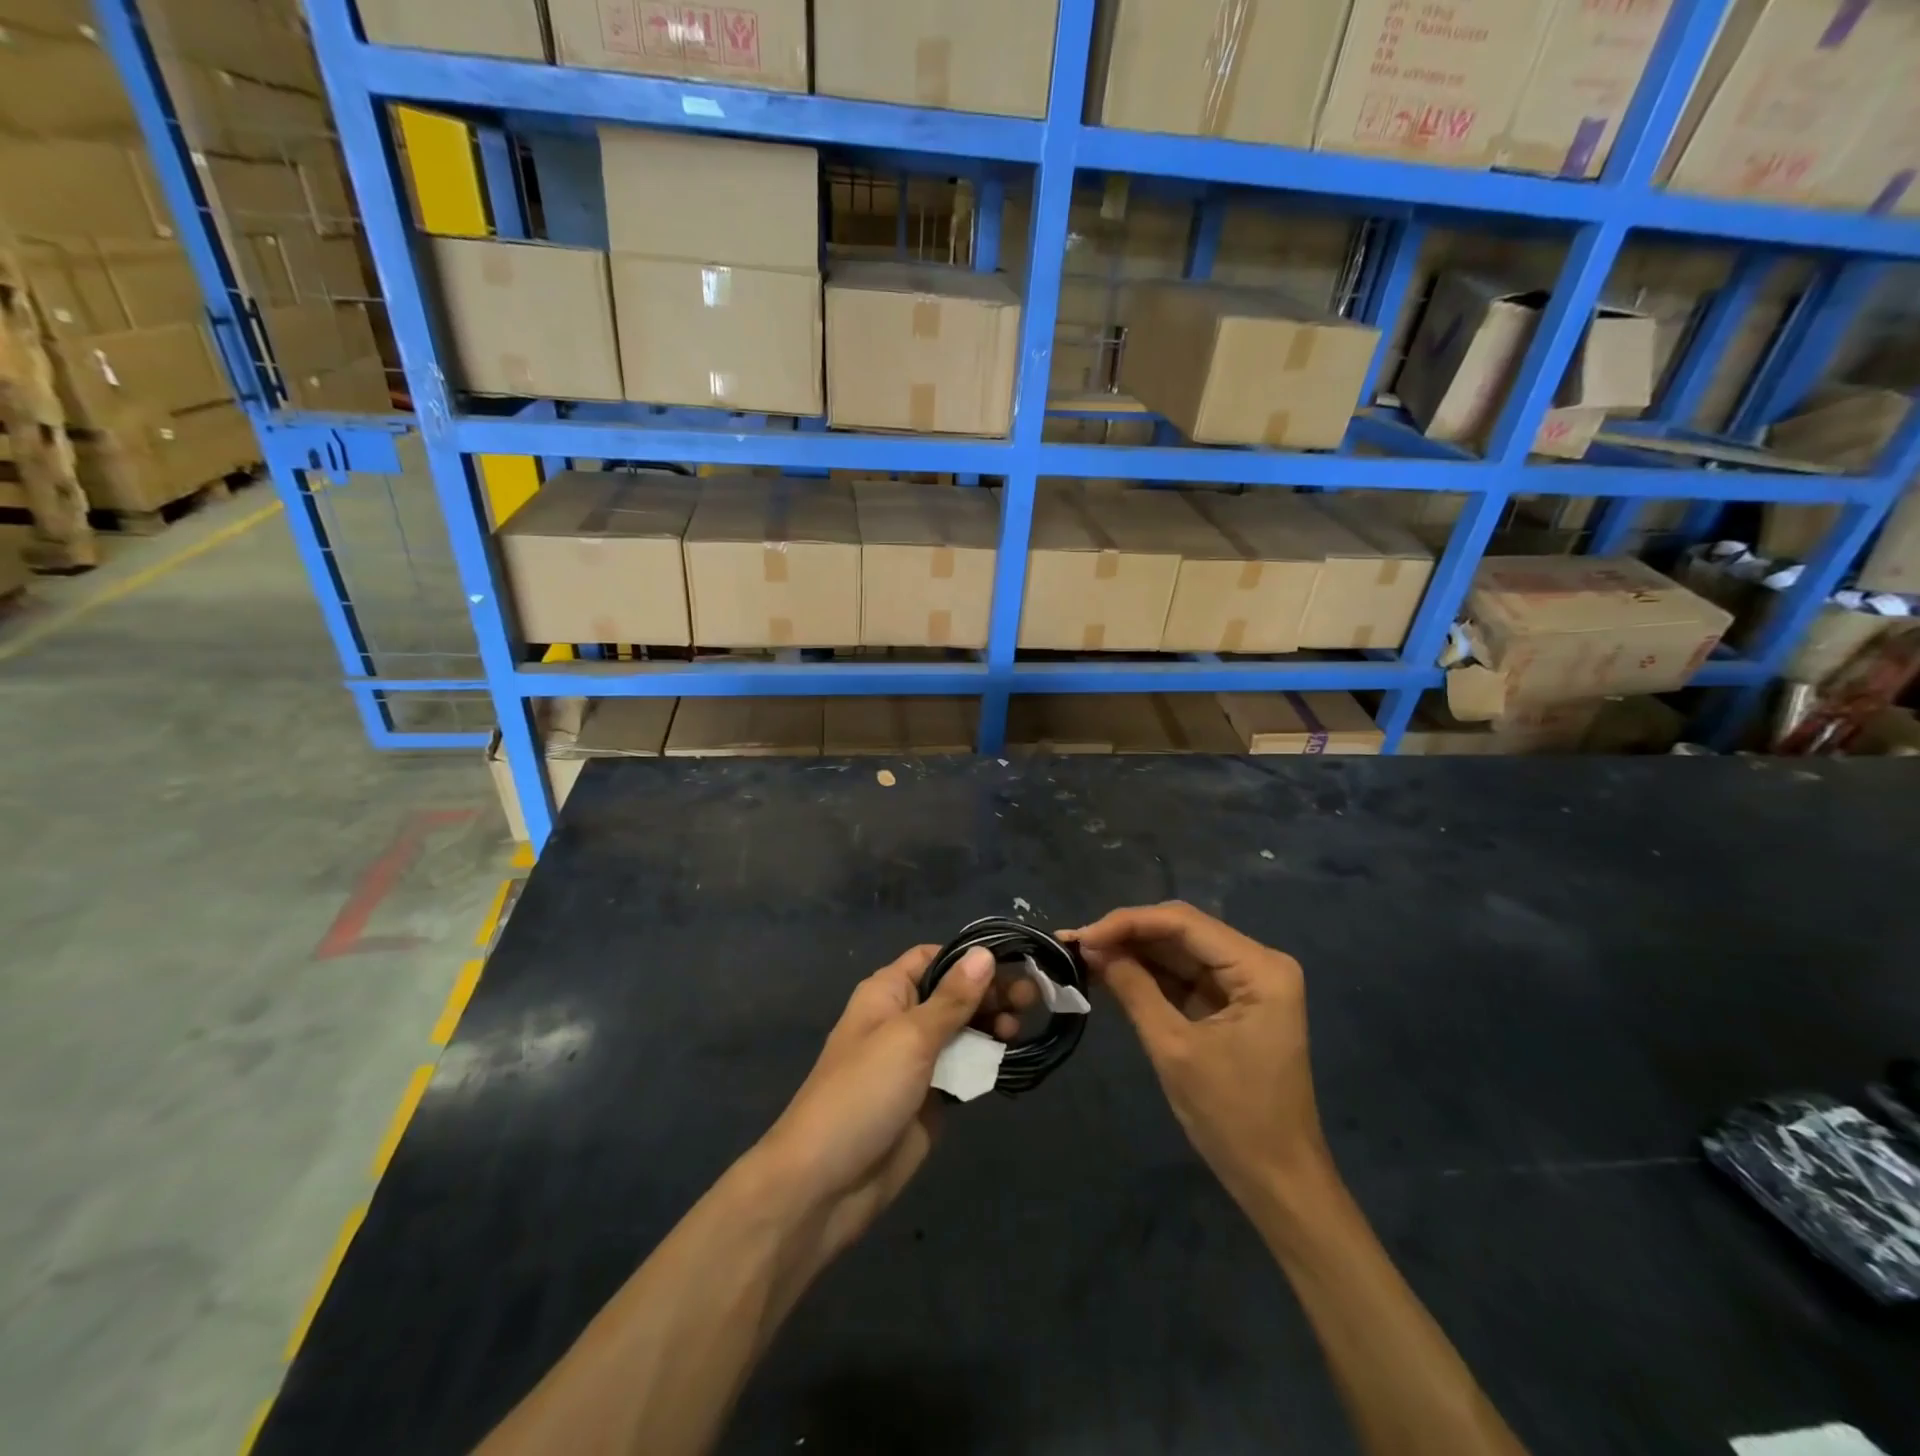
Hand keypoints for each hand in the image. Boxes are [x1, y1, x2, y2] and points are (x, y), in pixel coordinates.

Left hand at [751, 944, 994, 1268]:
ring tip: (1018, 1030)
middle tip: (1032, 998)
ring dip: (993, 1025)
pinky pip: (965, 1069)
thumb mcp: (910, 1037)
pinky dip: (987, 1061)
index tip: (1014, 961)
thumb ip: (952, 998)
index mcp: (888, 992)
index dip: (971, 957)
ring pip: (964, 1031)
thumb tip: (984, 954)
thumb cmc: (863, 1093)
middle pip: (955, 993)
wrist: (826, 1184)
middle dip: (991, 992)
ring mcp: (919, 1061)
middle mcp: (905, 1019)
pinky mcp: (932, 1098)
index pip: (934, 958)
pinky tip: (1010, 1058)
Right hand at [1066, 903, 1331, 1207]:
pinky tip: (1108, 971)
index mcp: (1259, 968)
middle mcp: (1257, 962)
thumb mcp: (1174, 1048)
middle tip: (1073, 944)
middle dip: (1126, 934)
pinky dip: (1145, 974)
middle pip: (1180, 931)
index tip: (1080, 937)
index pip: (1183, 923)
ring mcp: (1245, 983)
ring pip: (1177, 950)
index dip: (1127, 922)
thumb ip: (1133, 988)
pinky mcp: (1230, 1003)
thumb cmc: (1233, 1117)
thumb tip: (1090, 946)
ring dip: (1131, 951)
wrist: (1278, 1183)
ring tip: (1080, 954)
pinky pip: (1182, 975)